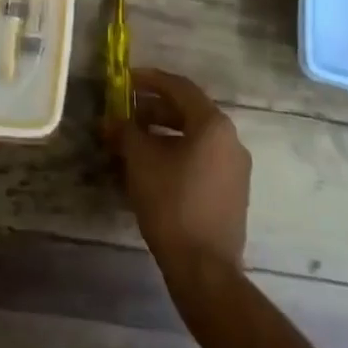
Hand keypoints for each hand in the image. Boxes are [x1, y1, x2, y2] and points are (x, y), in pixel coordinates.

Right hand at [114, 68, 250, 287]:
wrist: (204, 268)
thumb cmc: (171, 202)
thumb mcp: (140, 160)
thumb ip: (126, 131)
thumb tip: (112, 120)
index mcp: (213, 124)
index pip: (179, 87)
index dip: (149, 79)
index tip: (125, 79)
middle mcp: (230, 139)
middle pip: (188, 111)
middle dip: (153, 108)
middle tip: (125, 111)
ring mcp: (235, 167)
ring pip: (194, 137)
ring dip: (163, 132)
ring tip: (133, 140)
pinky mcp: (232, 192)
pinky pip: (201, 158)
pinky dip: (176, 152)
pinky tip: (152, 166)